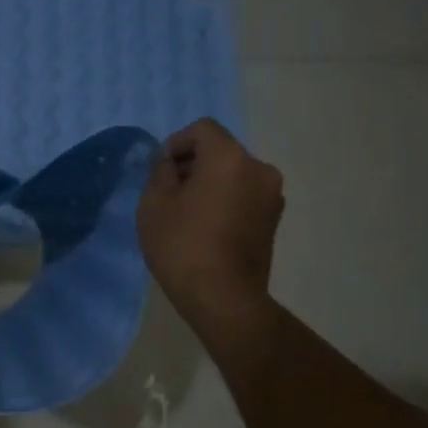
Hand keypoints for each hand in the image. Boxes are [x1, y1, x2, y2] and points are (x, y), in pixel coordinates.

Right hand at [136, 118, 283, 338]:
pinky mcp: (273, 220)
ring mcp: (271, 196)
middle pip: (221, 151)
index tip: (160, 170)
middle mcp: (258, 168)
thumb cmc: (183, 245)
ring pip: (234, 174)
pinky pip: (244, 196)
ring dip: (211, 183)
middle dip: (194, 164)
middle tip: (169, 191)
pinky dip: (226, 201)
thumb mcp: (154, 204)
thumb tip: (171, 165)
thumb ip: (161, 173)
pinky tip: (206, 227)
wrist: (223, 298)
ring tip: (187, 212)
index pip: (202, 130)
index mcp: (229, 157)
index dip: (176, 143)